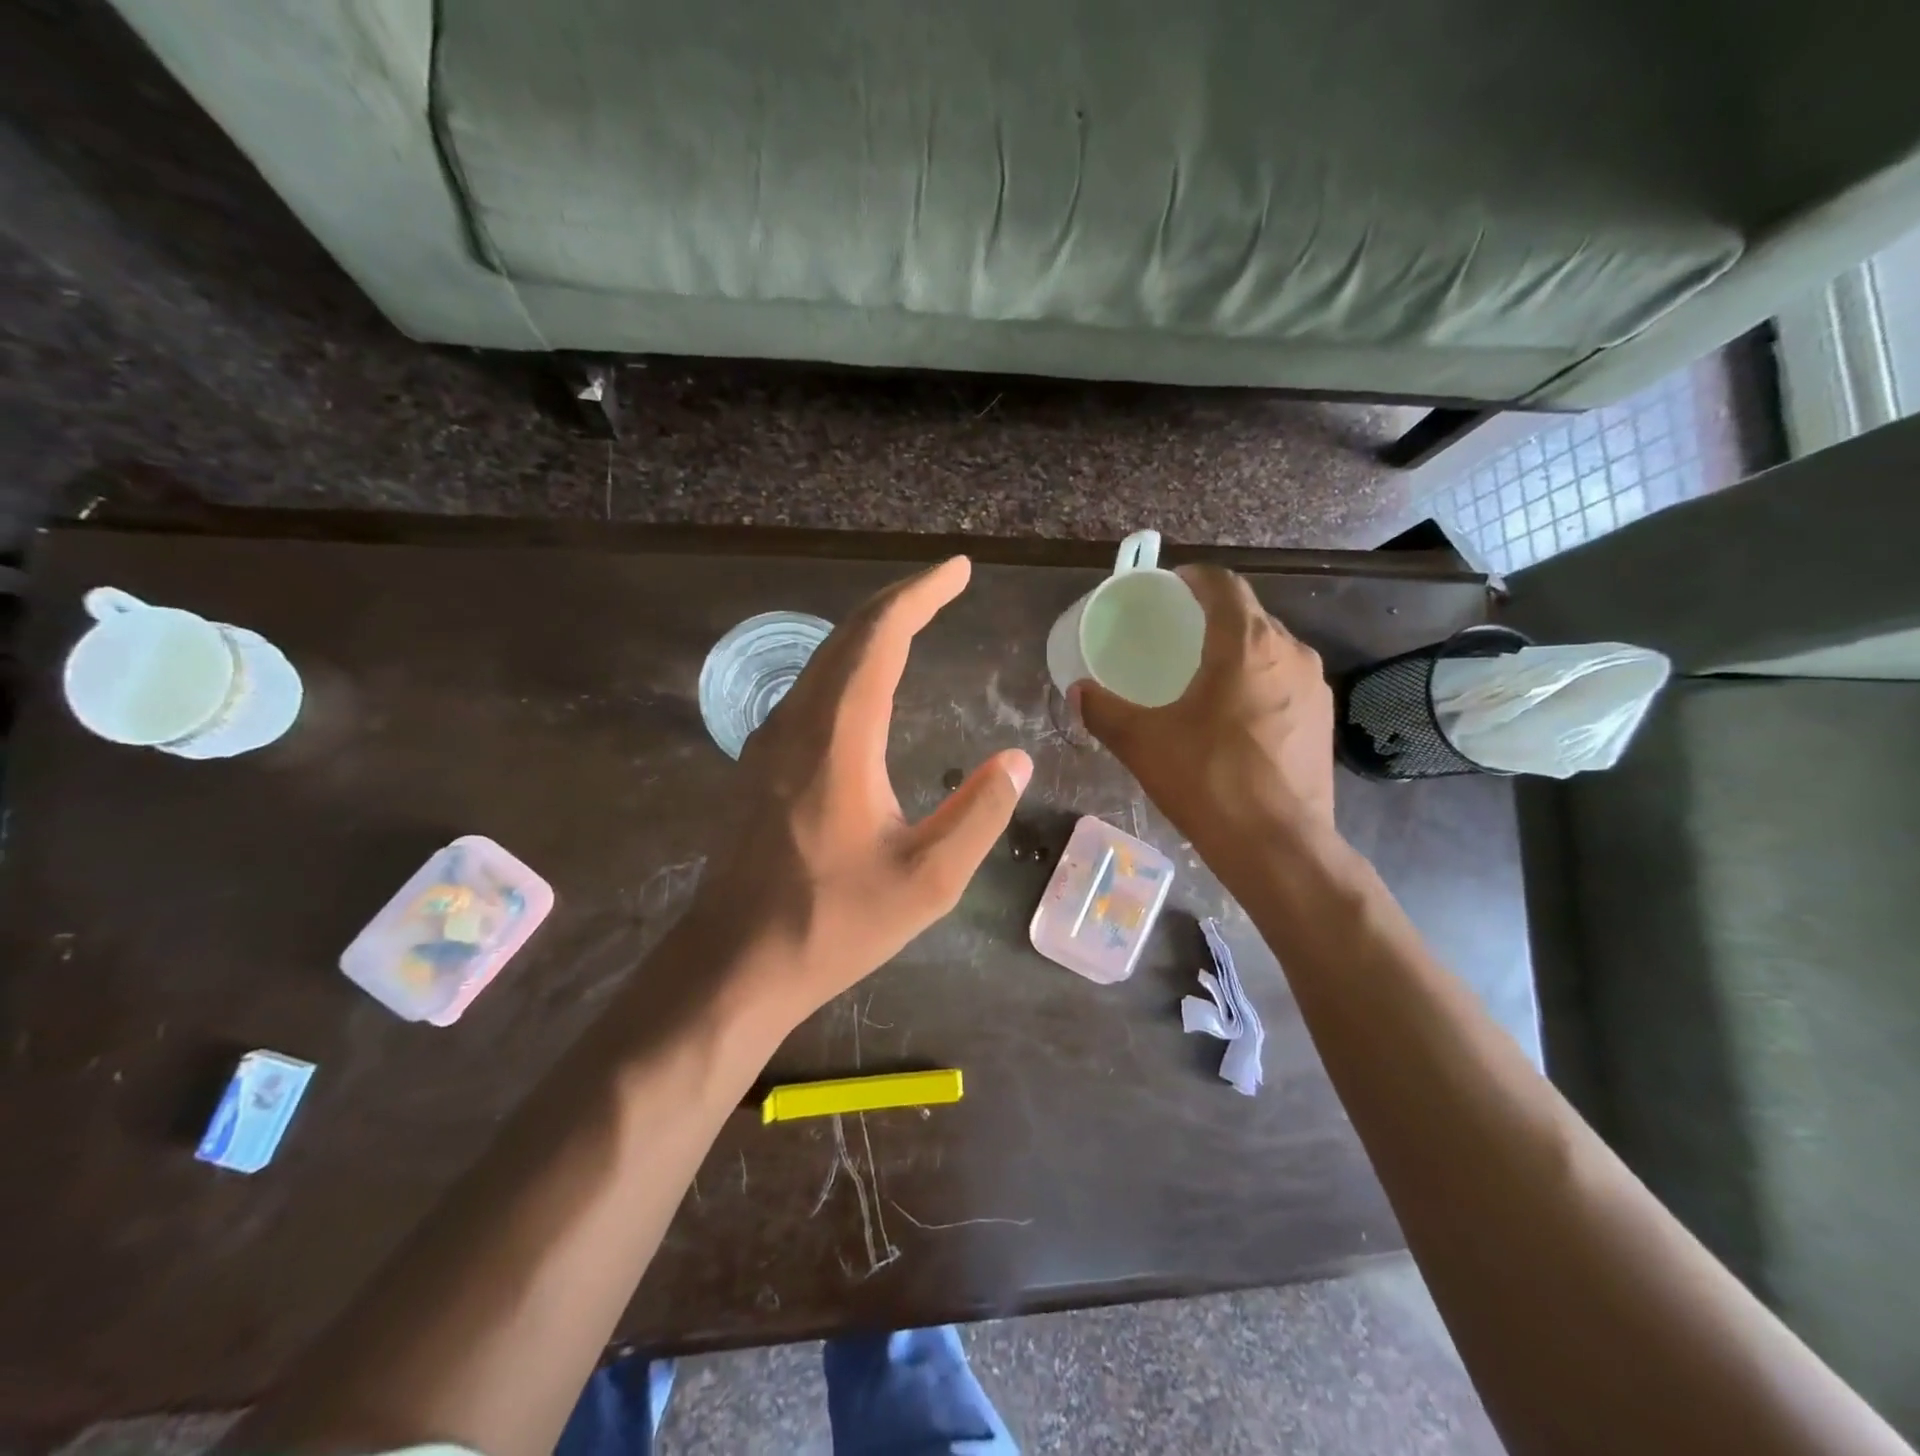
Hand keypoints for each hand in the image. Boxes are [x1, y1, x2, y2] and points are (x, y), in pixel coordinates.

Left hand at [692, 557, 1031, 1028]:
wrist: (735, 962)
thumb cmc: (833, 924)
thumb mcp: (927, 881)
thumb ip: (978, 814)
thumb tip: (1015, 760)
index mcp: (838, 739)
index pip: (879, 639)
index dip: (920, 596)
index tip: (957, 571)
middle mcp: (797, 723)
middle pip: (847, 636)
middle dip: (898, 601)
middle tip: (944, 586)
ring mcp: (770, 742)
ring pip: (823, 660)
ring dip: (870, 631)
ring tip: (915, 621)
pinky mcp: (760, 764)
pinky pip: (809, 688)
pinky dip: (848, 664)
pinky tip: (866, 682)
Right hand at [1075, 564, 1335, 862]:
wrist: (1279, 846)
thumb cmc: (1207, 781)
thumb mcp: (1142, 743)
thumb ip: (1103, 711)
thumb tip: (1077, 693)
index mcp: (1246, 644)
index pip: (1223, 585)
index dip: (1195, 578)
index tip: (1170, 587)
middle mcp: (1289, 652)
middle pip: (1249, 615)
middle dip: (1213, 616)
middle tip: (1177, 635)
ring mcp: (1315, 687)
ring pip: (1271, 650)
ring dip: (1239, 651)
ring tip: (1204, 674)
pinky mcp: (1323, 720)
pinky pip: (1286, 682)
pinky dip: (1258, 682)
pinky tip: (1235, 716)